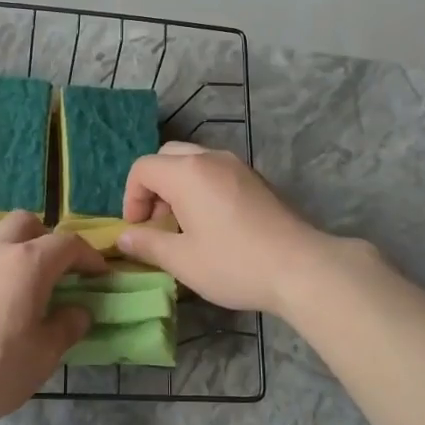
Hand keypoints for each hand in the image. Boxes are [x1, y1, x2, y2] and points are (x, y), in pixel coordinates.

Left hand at [0, 211, 105, 424]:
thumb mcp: (42, 356)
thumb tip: (79, 310)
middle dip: (50, 240)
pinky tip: (2, 308)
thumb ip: (67, 327)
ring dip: (23, 254)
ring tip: (33, 294)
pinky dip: (1, 272)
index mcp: (29, 263)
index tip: (102, 277)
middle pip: (28, 223)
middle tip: (61, 272)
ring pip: (2, 240)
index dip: (90, 256)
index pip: (69, 243)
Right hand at [119, 143, 337, 314]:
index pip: (143, 168)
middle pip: (168, 157)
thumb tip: (124, 237)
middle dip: (154, 186)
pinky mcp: (256, 179)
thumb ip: (147, 244)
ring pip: (194, 161)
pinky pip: (216, 171)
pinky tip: (212, 224)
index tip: (138, 229)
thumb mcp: (182, 260)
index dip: (131, 197)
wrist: (300, 267)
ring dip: (178, 186)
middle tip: (158, 222)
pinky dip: (202, 187)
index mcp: (187, 172)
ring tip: (183, 224)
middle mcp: (211, 158)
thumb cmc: (234, 263)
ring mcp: (238, 166)